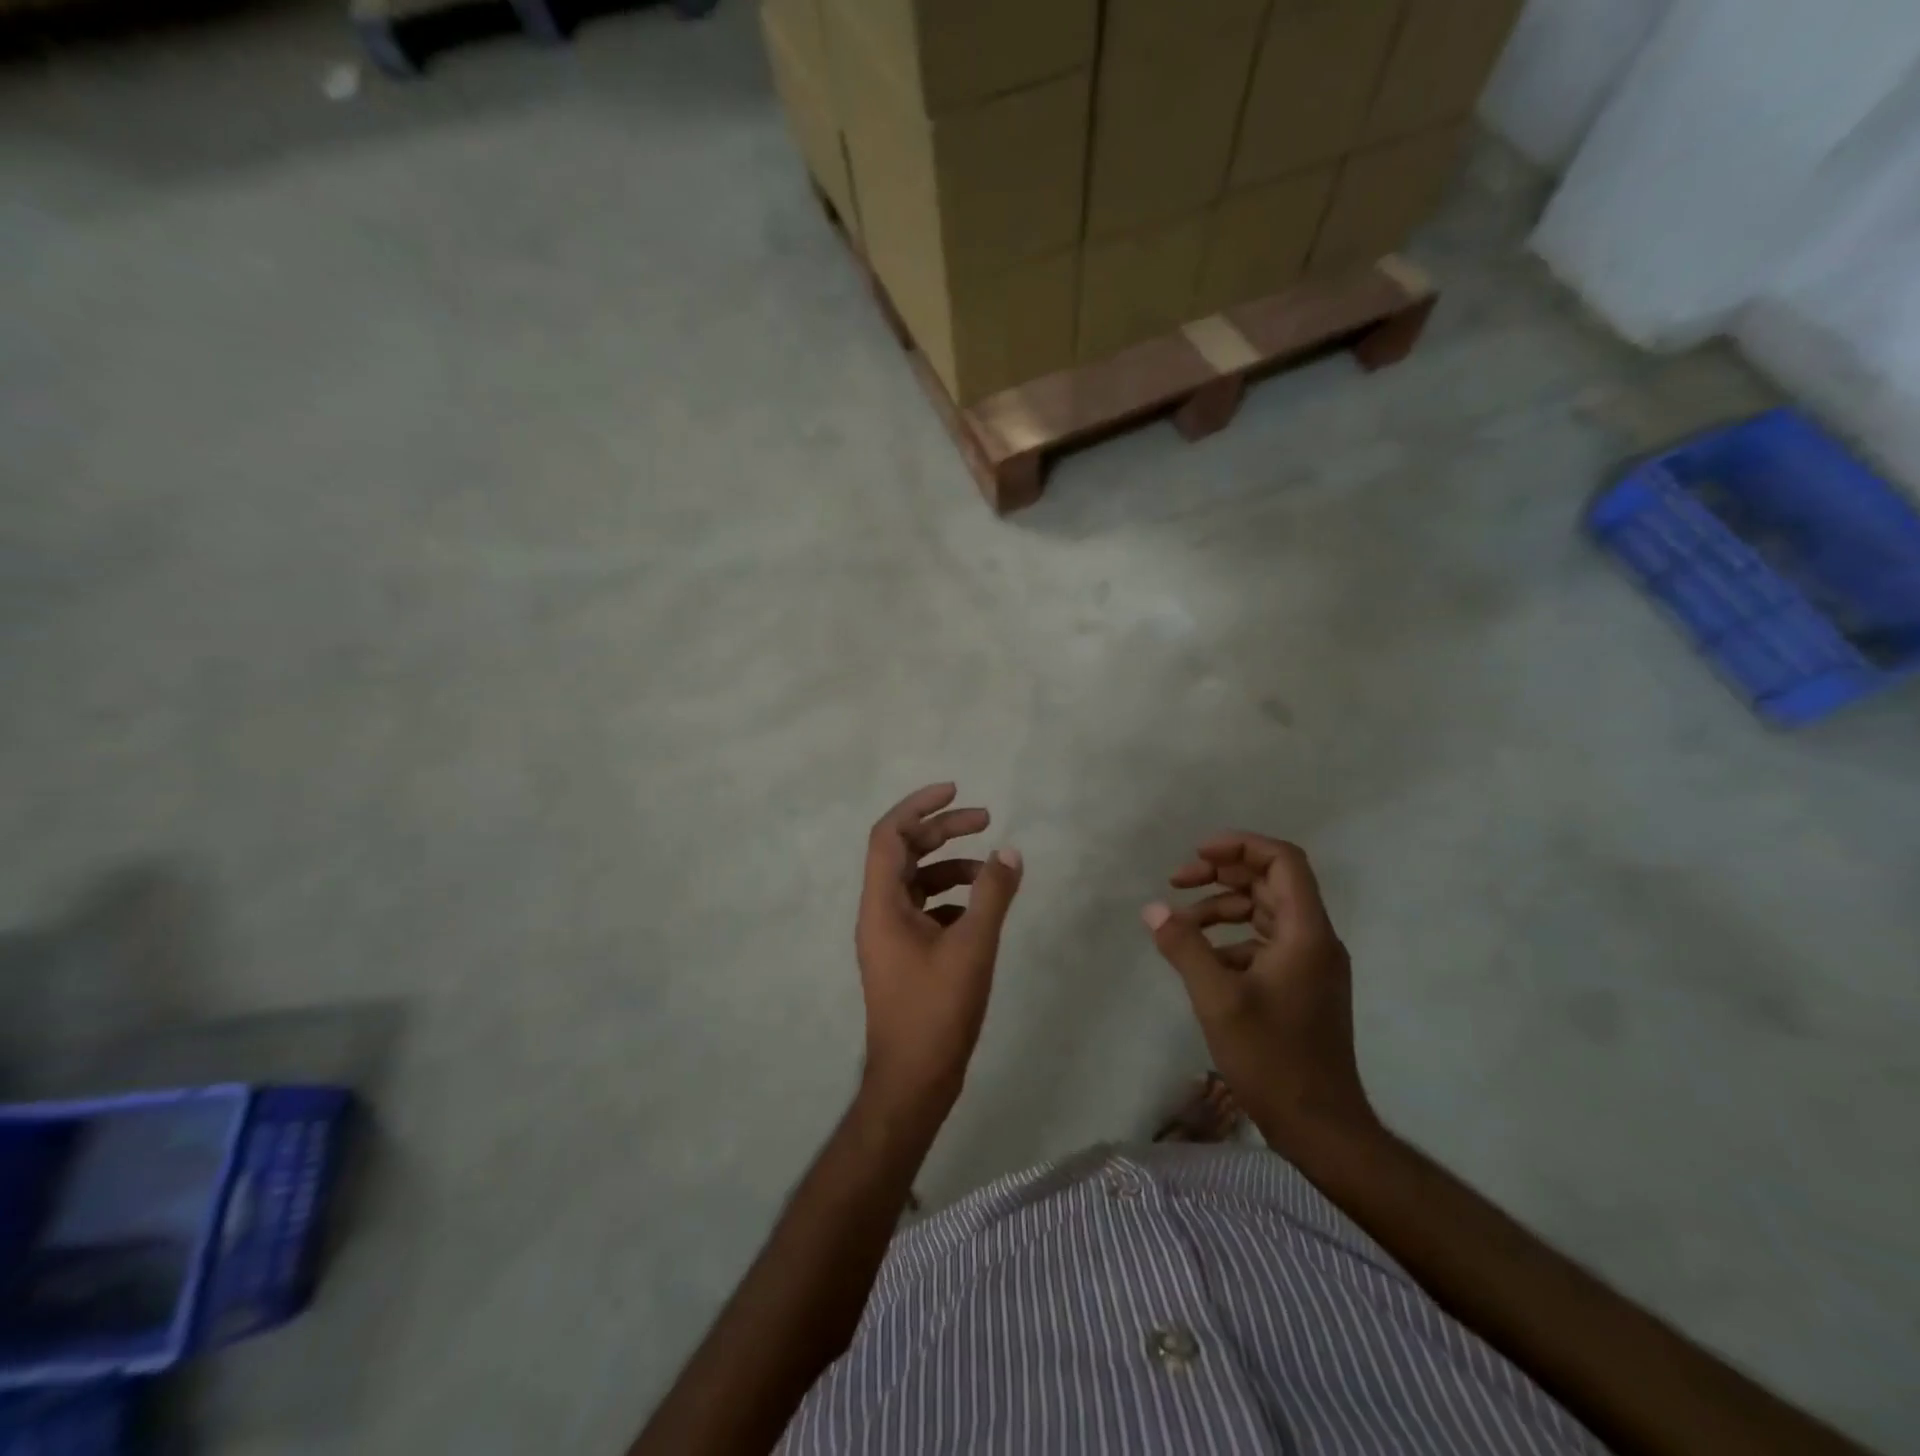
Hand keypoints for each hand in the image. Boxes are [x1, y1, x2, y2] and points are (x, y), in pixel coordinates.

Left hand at [855, 783, 1022, 1123]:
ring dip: (950, 867)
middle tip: (986, 819)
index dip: (919, 805)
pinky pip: (924, 911)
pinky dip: (951, 899)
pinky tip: (980, 911)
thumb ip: (992, 895)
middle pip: (905, 854)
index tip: (956, 790)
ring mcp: (890, 937)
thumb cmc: (937, 1011)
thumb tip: (1009, 852)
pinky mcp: (904, 957)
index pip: (889, 835)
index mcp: (882, 905)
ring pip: (916, 883)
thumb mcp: (972, 947)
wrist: (913, 1081)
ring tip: (990, 870)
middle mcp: (879, 914)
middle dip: (943, 831)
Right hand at [1143, 832, 1377, 1149]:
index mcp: (1306, 932)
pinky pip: (1265, 943)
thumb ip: (1184, 947)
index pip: (1282, 861)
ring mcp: (1311, 965)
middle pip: (1271, 882)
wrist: (1321, 1127)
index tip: (1197, 854)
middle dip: (1222, 874)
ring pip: (1265, 913)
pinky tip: (1201, 960)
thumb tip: (1152, 909)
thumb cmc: (1272, 1058)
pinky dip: (1231, 939)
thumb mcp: (1218, 999)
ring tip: (1180, 924)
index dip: (1240, 846)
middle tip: (1177, 882)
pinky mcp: (1302, 987)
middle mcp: (1315, 939)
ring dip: (1222, 908)